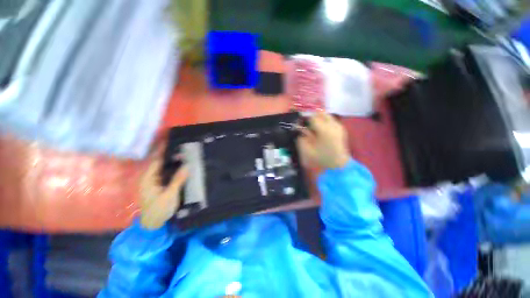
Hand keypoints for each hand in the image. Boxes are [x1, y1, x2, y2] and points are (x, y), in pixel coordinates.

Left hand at [140, 155, 187, 229]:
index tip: (176, 145)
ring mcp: (154, 182)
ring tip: (186, 158)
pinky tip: (182, 169)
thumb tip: (187, 165)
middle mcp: (150, 177)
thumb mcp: (170, 194)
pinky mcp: (159, 186)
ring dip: (174, 164)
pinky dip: (174, 171)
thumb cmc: (159, 209)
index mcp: (148, 178)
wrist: (153, 224)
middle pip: (161, 163)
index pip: (157, 160)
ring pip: (165, 169)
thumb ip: (178, 179)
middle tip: (186, 151)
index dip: (166, 152)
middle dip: (172, 157)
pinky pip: (167, 175)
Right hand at [297, 112, 349, 168]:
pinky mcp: (341, 128)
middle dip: (312, 117)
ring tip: (314, 127)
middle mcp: (333, 125)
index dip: (304, 119)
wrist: (339, 164)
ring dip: (318, 118)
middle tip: (307, 125)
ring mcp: (339, 126)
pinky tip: (321, 130)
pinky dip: (324, 122)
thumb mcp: (307, 150)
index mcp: (324, 130)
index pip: (312, 117)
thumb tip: (299, 129)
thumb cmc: (321, 158)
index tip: (300, 124)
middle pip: (320, 113)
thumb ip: (301, 138)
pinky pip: (330, 120)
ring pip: (326, 115)